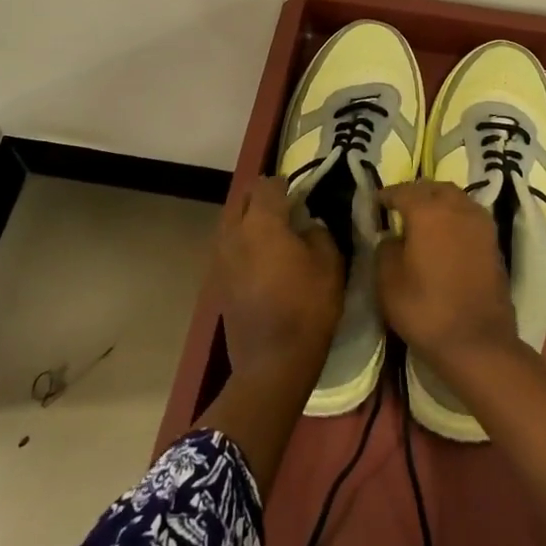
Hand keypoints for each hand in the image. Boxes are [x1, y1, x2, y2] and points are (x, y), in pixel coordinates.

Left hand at [213, 177, 344, 380]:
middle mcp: (233, 233)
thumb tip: (308, 225)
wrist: (272, 361)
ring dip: (249, 219)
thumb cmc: (307, 308)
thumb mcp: (330, 265)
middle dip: (263, 197)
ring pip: (231, 221)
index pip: (268, 185)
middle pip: (243, 199)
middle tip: (286, 208)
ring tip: (272, 233)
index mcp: (262, 223)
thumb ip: (319, 234)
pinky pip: (227, 246)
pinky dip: (242, 242)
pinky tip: (261, 259)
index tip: (302, 194)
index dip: (286, 184)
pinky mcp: (216, 280)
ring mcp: (219, 257)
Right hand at [376, 181, 518, 373]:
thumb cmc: (425, 310)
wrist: (477, 341)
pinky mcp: (494, 242)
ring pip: (457, 198)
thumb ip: (385, 248)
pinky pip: (470, 215)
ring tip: (422, 216)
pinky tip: (444, 232)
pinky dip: (455, 216)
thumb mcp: (388, 281)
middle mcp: (458, 208)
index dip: (386, 195)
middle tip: (399, 204)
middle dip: (415, 192)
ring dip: (438, 201)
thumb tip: (392, 236)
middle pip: (434, 188)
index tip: (375, 202)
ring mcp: (481, 224)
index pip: (403, 191)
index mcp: (429, 211)